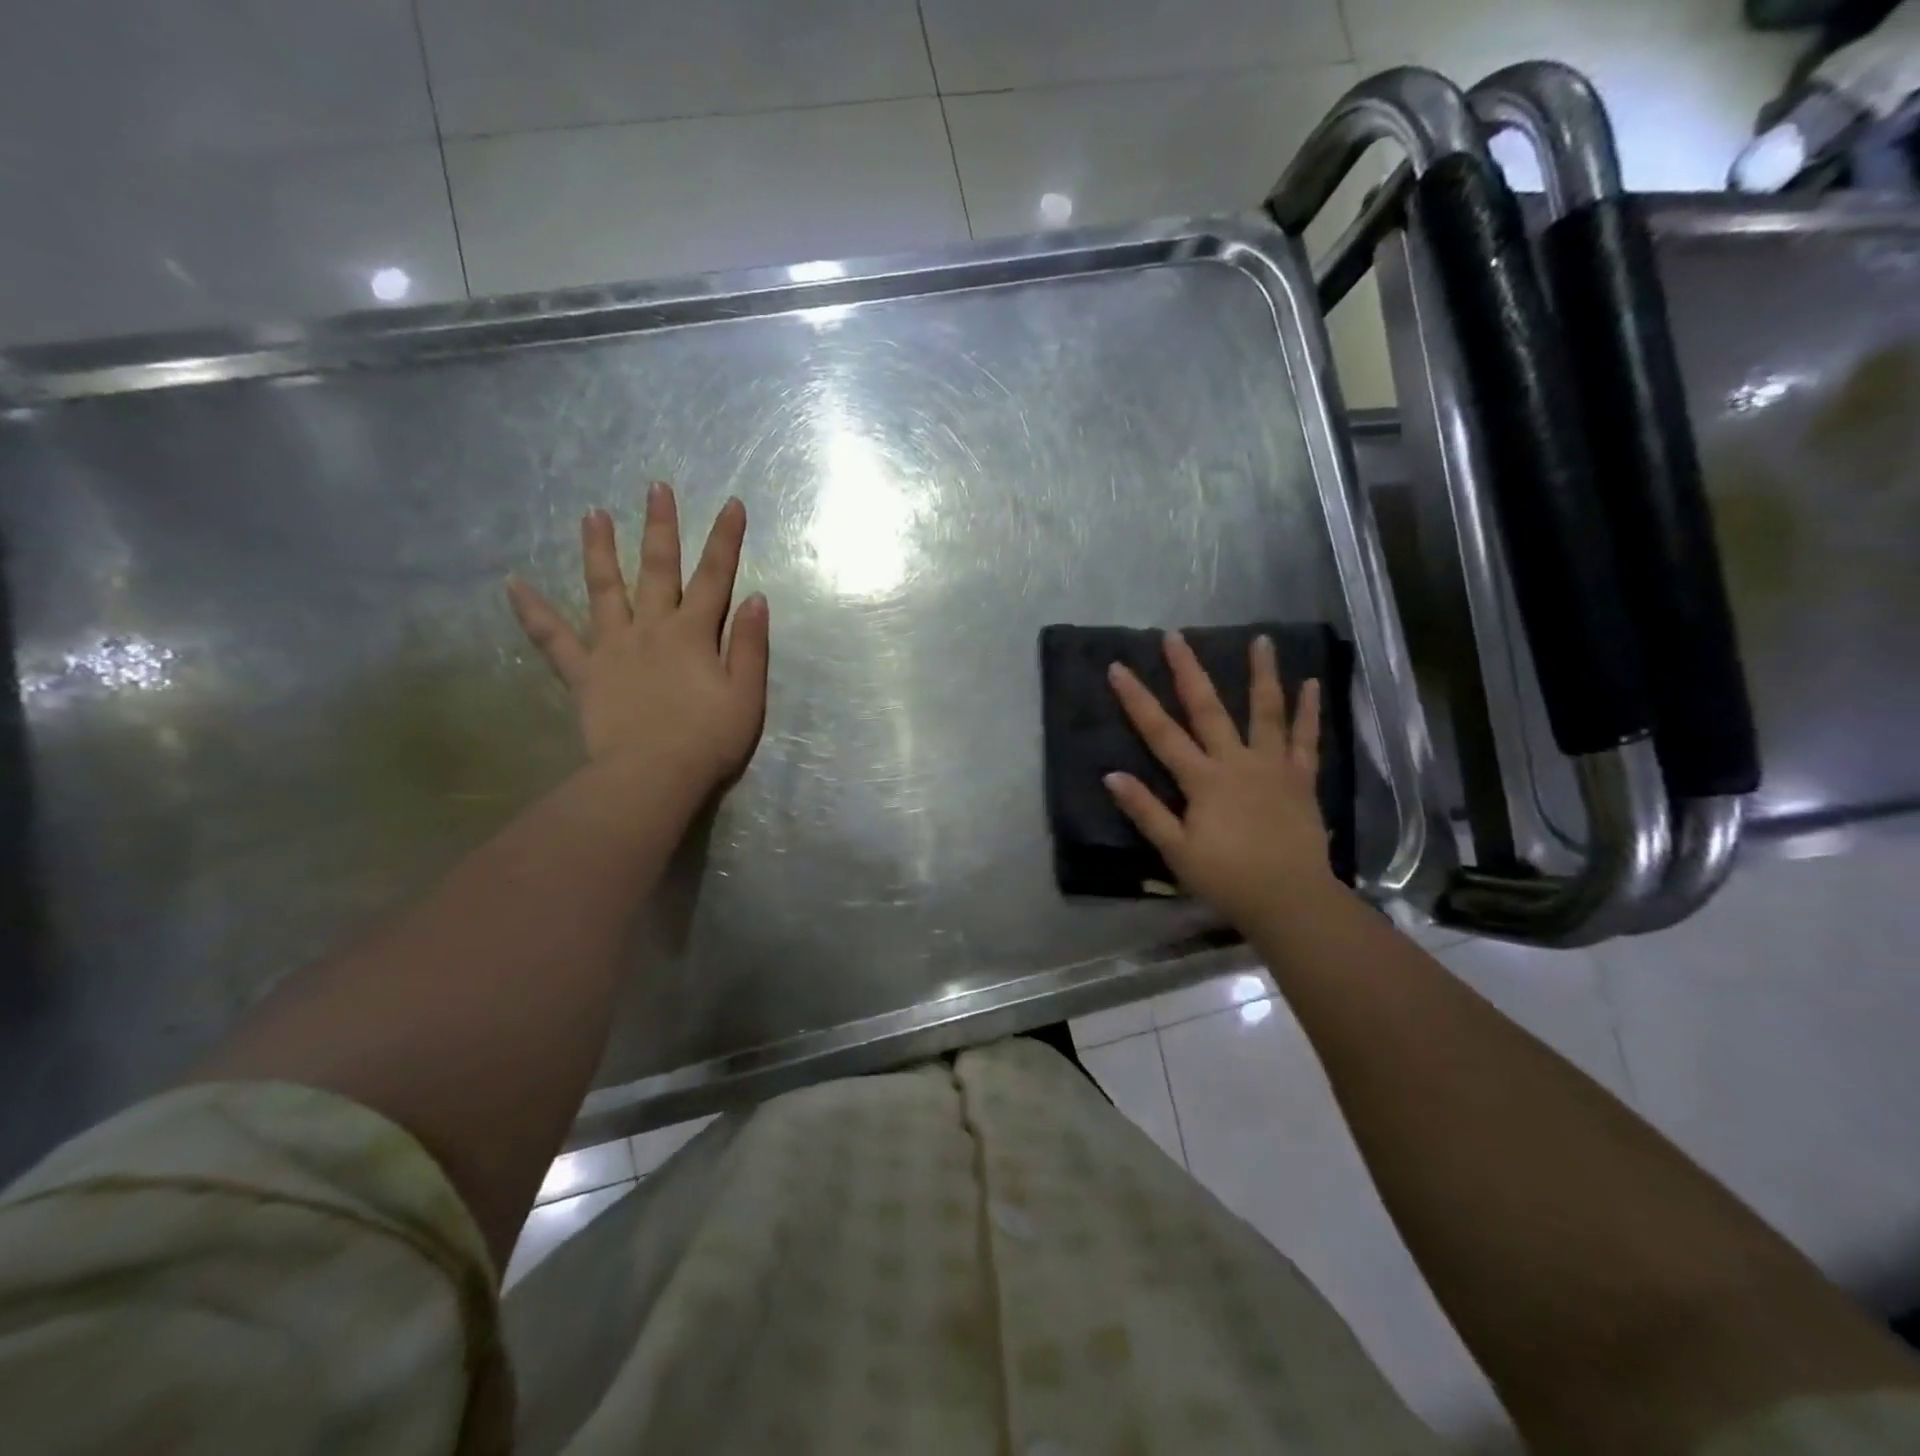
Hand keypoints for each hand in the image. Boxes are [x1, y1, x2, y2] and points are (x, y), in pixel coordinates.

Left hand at [506, 483, 769, 794]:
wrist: (653, 775)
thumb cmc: (709, 739)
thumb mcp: (747, 695)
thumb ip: (749, 645)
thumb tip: (755, 599)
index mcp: (694, 633)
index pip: (716, 577)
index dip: (725, 539)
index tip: (732, 503)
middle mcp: (652, 628)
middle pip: (658, 568)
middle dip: (660, 527)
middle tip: (655, 488)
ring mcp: (613, 646)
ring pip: (605, 588)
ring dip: (599, 549)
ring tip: (591, 513)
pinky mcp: (584, 672)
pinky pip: (553, 638)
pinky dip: (532, 611)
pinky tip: (513, 583)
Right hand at [1105, 631, 1331, 926]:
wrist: (1290, 900)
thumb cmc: (1227, 878)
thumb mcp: (1176, 850)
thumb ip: (1145, 811)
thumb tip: (1111, 775)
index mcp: (1203, 780)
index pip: (1161, 733)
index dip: (1137, 700)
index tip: (1119, 668)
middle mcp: (1236, 762)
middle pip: (1208, 708)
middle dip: (1188, 670)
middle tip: (1176, 636)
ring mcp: (1273, 766)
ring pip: (1266, 712)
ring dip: (1262, 674)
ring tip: (1262, 639)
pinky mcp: (1300, 778)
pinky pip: (1306, 739)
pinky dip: (1308, 711)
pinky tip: (1311, 683)